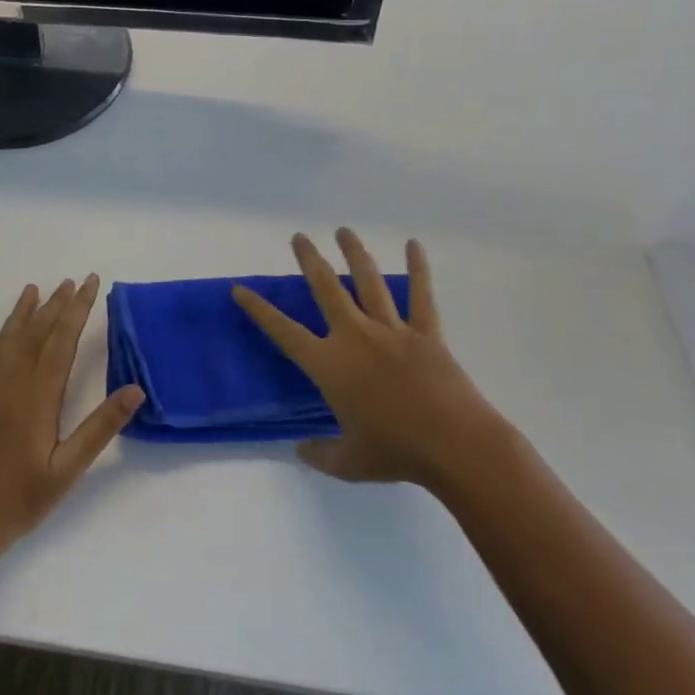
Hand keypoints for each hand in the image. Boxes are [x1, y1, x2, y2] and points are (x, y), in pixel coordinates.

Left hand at [0, 276, 144, 551]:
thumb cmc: (21, 498)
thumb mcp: (69, 468)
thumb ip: (101, 426)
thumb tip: (136, 389)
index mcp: (38, 395)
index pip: (63, 339)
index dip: (78, 309)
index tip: (91, 283)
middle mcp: (10, 381)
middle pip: (36, 332)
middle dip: (56, 304)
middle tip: (71, 281)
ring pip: (5, 340)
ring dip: (21, 313)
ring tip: (34, 289)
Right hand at [234, 230, 498, 488]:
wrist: (454, 445)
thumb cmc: (397, 454)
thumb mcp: (350, 463)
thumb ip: (321, 454)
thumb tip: (300, 450)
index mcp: (329, 365)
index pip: (283, 331)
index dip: (258, 309)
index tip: (240, 289)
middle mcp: (355, 337)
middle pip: (326, 288)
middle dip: (310, 260)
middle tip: (299, 237)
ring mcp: (391, 330)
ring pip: (368, 281)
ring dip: (354, 253)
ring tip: (343, 231)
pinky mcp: (425, 333)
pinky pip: (420, 295)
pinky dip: (418, 269)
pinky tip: (413, 245)